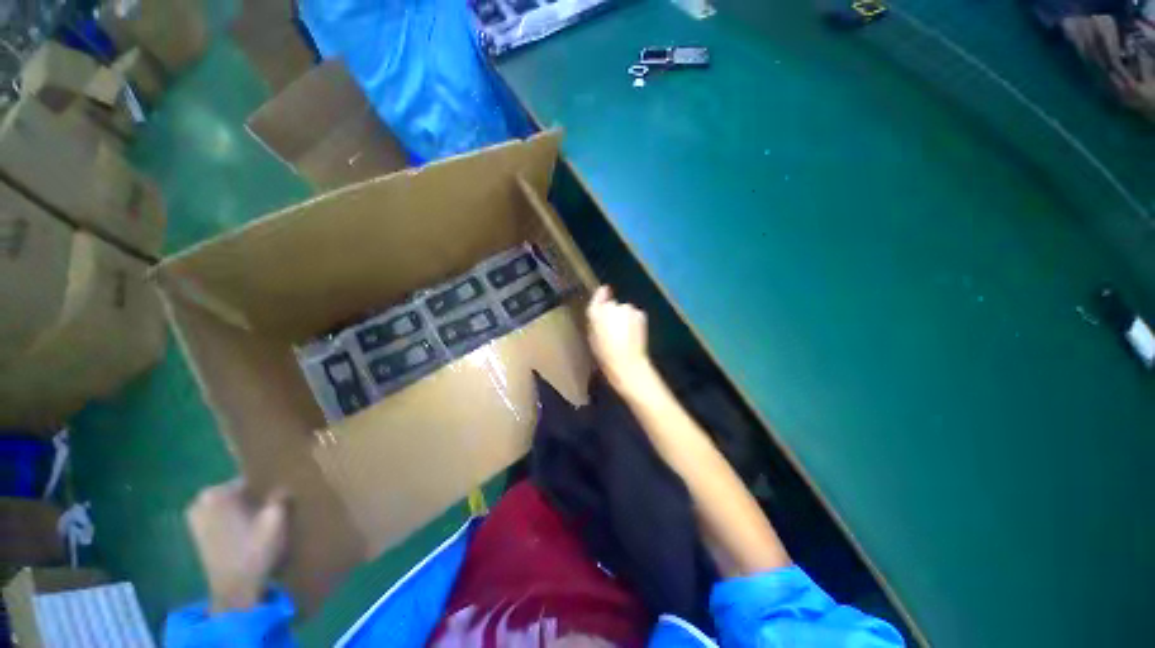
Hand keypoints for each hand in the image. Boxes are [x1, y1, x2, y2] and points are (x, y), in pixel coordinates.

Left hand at [186, 480, 288, 612]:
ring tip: (263, 519)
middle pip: (238, 490)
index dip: (269, 486)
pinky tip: (248, 530)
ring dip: (245, 508)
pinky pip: (221, 515)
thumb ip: (279, 495)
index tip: (282, 494)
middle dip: (255, 496)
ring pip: (229, 503)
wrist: (234, 590)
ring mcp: (195, 517)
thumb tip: (284, 483)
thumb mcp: (276, 519)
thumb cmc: (254, 551)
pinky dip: (234, 519)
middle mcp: (200, 500)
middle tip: (274, 506)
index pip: (251, 478)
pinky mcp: (196, 532)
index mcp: (217, 492)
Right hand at [586, 286, 653, 391]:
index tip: (605, 290)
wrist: (626, 361)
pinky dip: (635, 321)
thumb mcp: (593, 337)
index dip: (601, 294)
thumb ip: (595, 320)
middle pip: (612, 305)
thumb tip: (600, 310)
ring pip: (625, 310)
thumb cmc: (605, 353)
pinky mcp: (640, 313)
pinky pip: (635, 315)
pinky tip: (633, 334)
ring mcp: (627, 308)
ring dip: (625, 317)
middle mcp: (611, 306)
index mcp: (596, 313)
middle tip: (614, 328)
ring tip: (625, 334)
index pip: (598, 297)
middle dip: (613, 312)